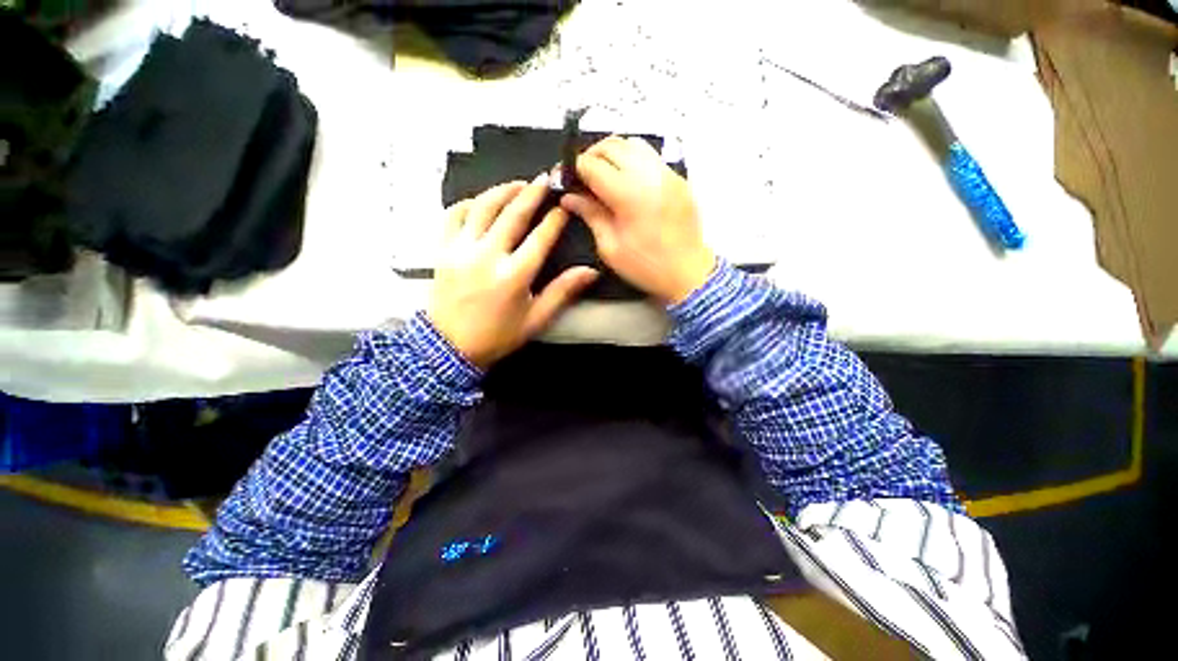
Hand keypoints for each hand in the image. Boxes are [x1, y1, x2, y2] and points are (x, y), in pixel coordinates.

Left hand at [428, 176, 598, 369]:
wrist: (450, 346)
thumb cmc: (497, 335)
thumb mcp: (536, 319)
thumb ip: (562, 292)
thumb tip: (590, 272)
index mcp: (514, 275)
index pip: (540, 237)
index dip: (555, 219)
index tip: (564, 206)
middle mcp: (487, 256)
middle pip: (513, 214)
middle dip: (532, 193)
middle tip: (545, 178)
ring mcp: (461, 250)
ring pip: (483, 207)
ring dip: (502, 191)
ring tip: (518, 183)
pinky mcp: (442, 250)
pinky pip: (453, 215)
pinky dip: (469, 203)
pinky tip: (481, 201)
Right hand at [560, 136, 715, 304]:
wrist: (688, 272)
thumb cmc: (647, 266)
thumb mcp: (610, 247)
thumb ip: (590, 215)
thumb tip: (570, 198)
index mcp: (628, 195)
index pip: (592, 165)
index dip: (574, 168)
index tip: (566, 178)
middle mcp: (649, 175)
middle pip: (611, 145)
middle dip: (590, 156)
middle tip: (582, 176)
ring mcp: (667, 173)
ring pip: (632, 143)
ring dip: (612, 153)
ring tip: (603, 174)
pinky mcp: (677, 178)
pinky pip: (650, 155)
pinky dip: (632, 159)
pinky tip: (626, 179)